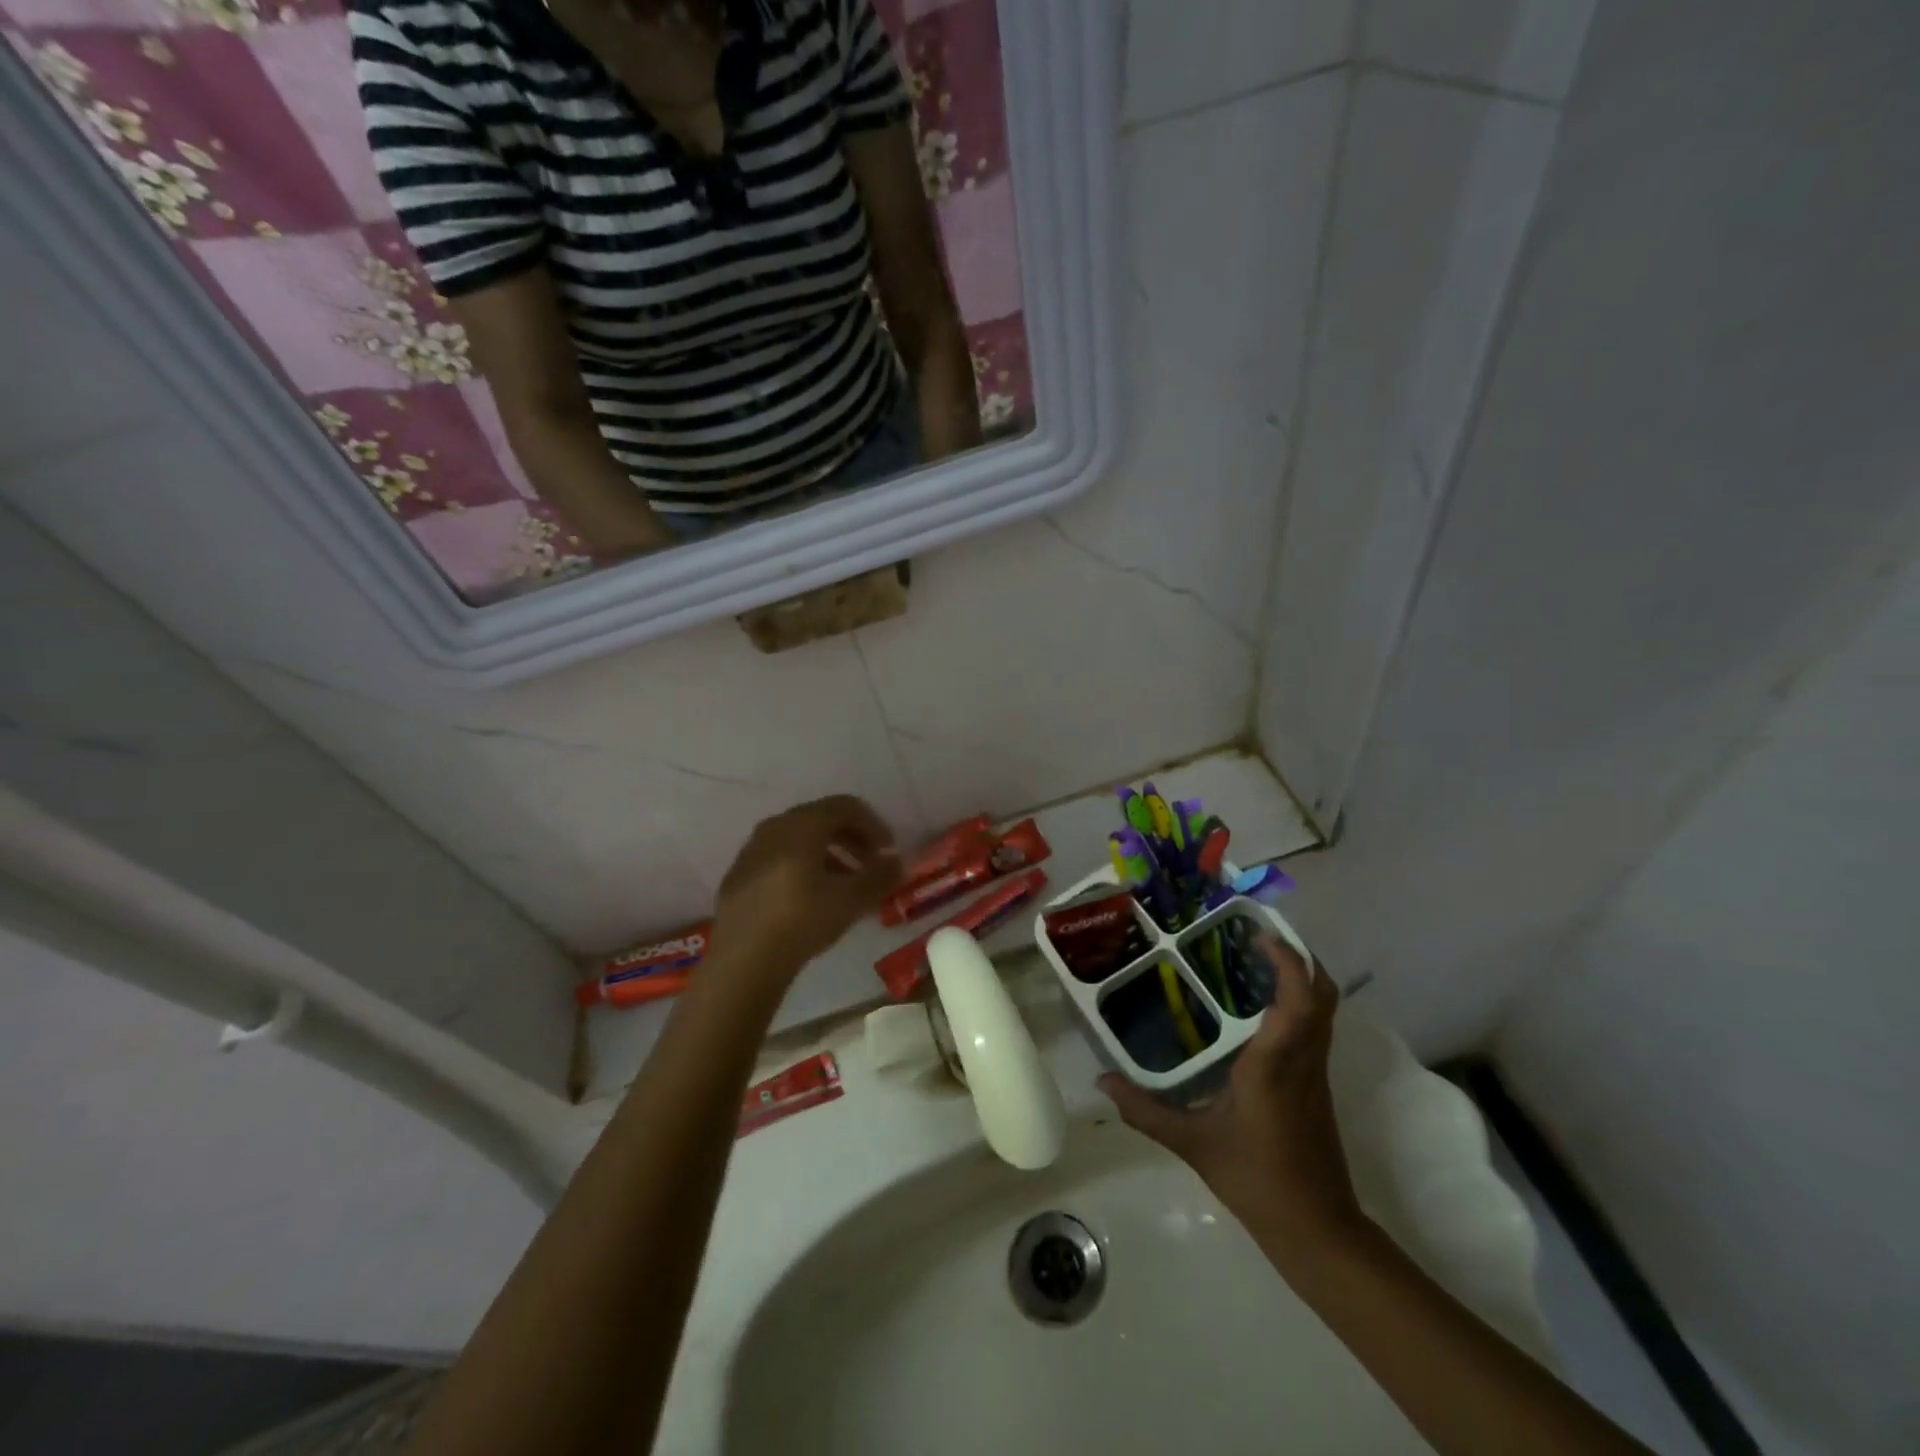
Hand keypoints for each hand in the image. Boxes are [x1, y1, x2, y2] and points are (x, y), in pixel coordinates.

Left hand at [711, 796, 901, 984]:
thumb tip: (897, 862)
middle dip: (852, 839)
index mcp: (802, 824)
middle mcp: (774, 827)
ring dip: (829, 855)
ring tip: (845, 885)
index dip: (873, 824)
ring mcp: (751, 850)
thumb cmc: (802, 920)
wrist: (742, 960)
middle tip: (871, 865)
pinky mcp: (738, 875)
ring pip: (799, 840)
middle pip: (821, 820)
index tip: (888, 851)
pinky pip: (778, 858)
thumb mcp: (852, 899)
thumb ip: (880, 876)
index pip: (845, 806)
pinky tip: (811, 898)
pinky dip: (803, 867)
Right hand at [1099, 932, 1363, 1254]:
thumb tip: (1102, 1083)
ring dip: (1297, 977)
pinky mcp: (1317, 1085)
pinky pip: (1313, 1027)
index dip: (1286, 959)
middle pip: (1321, 993)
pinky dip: (1295, 1002)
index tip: (1257, 933)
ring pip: (1322, 1009)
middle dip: (1297, 957)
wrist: (1317, 1229)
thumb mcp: (1193, 1144)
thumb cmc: (1256, 1180)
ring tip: (1253, 961)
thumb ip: (1145, 1111)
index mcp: (1276, 1064)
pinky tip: (1257, 1009)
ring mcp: (1316, 1072)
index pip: (1297, 999)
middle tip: (1255, 938)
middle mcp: (1303, 1059)